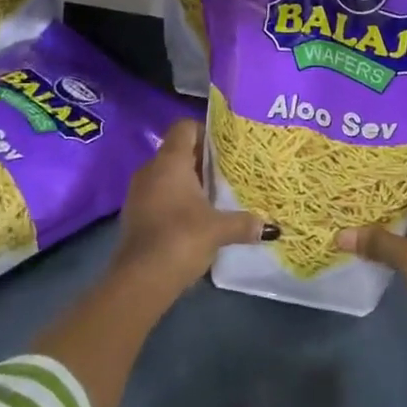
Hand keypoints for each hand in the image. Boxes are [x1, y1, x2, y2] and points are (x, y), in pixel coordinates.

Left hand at [112, 119, 269, 296]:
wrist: (139, 280)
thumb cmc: (181, 238)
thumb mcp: (218, 229)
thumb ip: (244, 223)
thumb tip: (271, 227)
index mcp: (170, 161)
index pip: (184, 127)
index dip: (204, 131)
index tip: (225, 147)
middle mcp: (151, 169)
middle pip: (177, 151)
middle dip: (201, 160)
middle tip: (227, 171)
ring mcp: (138, 192)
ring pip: (167, 174)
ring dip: (188, 182)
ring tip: (214, 196)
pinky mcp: (134, 214)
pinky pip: (158, 195)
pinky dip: (175, 200)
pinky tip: (194, 217)